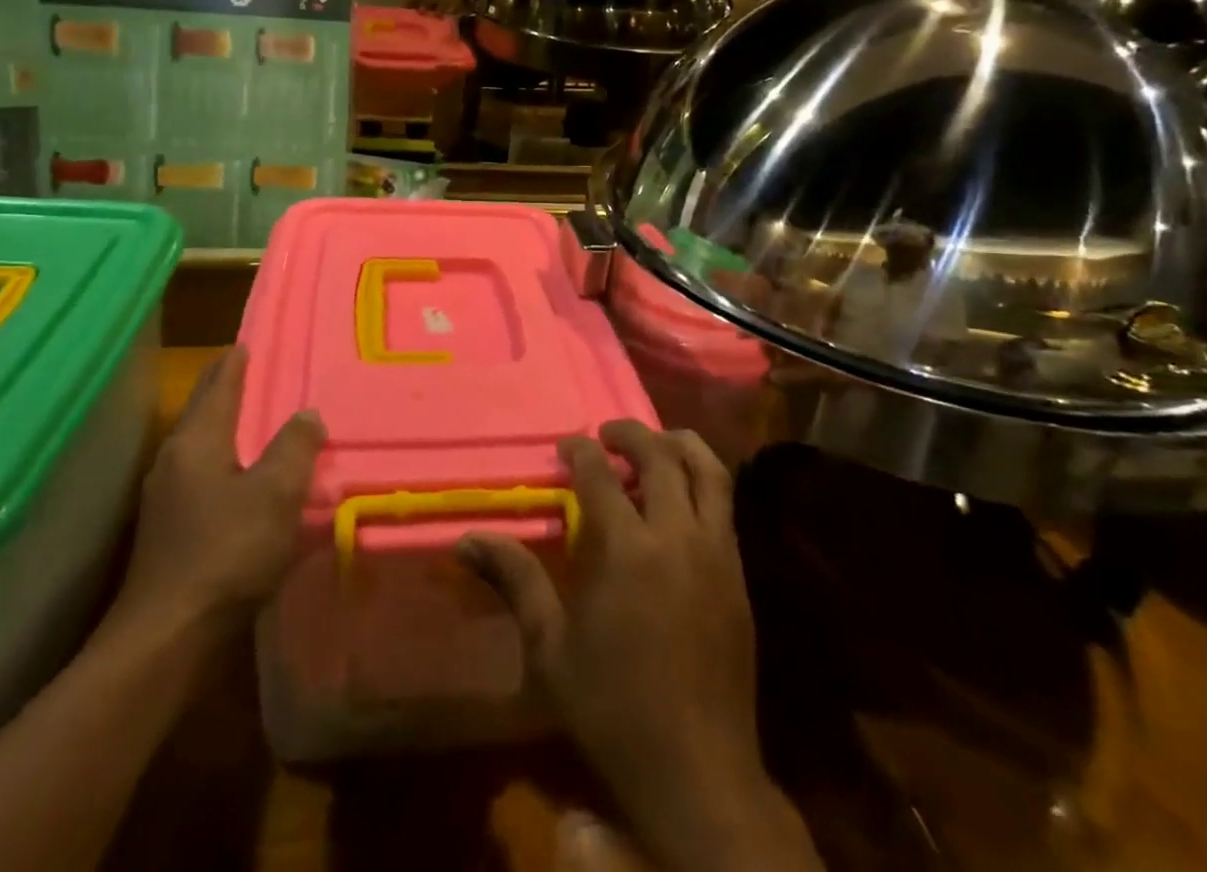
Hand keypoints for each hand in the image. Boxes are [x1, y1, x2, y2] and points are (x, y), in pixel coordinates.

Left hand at [108, 347, 324, 642]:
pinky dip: (223, 461)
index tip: (246, 341)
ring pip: (201, 445)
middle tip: (252, 369)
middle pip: (203, 410)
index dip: (235, 362)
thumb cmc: (227, 552)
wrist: (168, 638)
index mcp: (198, 441)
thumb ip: (295, 447)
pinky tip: (241, 478)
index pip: (219, 385)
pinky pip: (201, 476)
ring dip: (225, 426)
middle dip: (225, 388)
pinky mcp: (169, 531)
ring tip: (254, 418)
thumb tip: (307, 413)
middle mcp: (175, 460)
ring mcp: (166, 498)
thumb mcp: (276, 493)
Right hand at [460, 423, 820, 871]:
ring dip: (679, 445)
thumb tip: (467, 540)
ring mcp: (716, 552)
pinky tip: (683, 494)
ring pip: (708, 471)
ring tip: (656, 443)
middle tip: (606, 434)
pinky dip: (704, 480)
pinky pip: (725, 505)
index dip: (580, 451)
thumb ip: (516, 580)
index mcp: (626, 550)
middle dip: (631, 434)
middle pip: (660, 456)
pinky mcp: (739, 573)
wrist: (698, 772)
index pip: (601, 474)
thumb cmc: (613, 710)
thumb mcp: (551, 648)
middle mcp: (676, 536)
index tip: (566, 447)